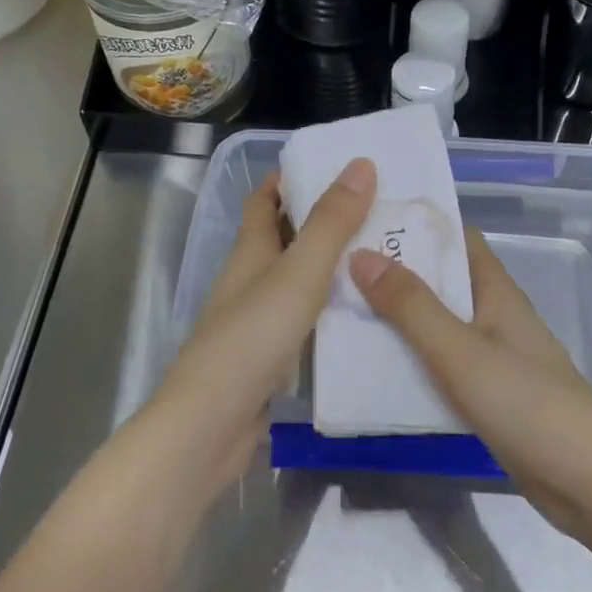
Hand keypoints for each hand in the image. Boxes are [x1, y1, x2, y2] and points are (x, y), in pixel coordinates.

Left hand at [147, 158, 377, 485]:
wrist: (211, 427)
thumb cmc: (251, 340)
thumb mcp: (298, 274)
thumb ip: (330, 224)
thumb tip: (361, 164)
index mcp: (250, 254)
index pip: (263, 203)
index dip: (289, 180)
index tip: (333, 167)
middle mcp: (249, 283)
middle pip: (283, 241)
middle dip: (322, 224)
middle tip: (378, 215)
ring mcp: (256, 324)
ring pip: (296, 284)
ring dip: (330, 270)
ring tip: (381, 262)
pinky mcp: (267, 361)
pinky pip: (304, 323)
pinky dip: (329, 313)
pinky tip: (362, 320)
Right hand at [349, 230, 591, 534]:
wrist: (584, 481)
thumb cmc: (524, 403)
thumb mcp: (458, 350)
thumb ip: (410, 306)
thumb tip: (360, 254)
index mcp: (495, 291)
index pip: (457, 239)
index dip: (417, 225)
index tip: (366, 221)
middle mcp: (495, 315)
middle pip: (442, 281)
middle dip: (396, 273)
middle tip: (338, 268)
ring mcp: (493, 356)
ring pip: (439, 324)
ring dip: (399, 318)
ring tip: (343, 312)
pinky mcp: (489, 394)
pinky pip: (442, 363)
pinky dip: (412, 359)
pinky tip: (376, 367)